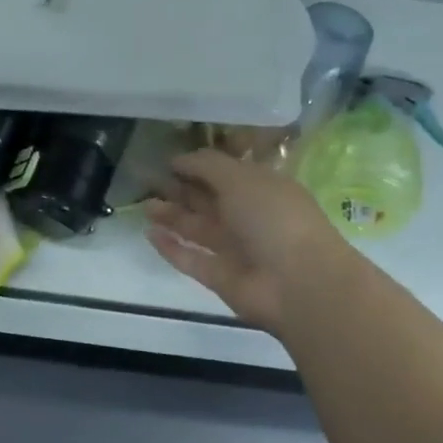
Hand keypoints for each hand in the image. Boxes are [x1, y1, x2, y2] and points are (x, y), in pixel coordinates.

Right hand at [145, 148, 346, 331]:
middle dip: (180, 190)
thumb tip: (179, 159)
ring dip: (171, 216)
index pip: (226, 173)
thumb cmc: (274, 218)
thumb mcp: (241, 178)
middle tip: (148, 181)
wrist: (298, 283)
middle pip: (208, 201)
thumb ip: (207, 165)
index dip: (198, 166)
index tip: (168, 161)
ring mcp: (234, 249)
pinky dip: (171, 248)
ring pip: (197, 228)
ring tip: (144, 205)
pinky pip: (191, 259)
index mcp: (261, 189)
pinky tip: (149, 233)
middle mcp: (248, 217)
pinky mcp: (220, 277)